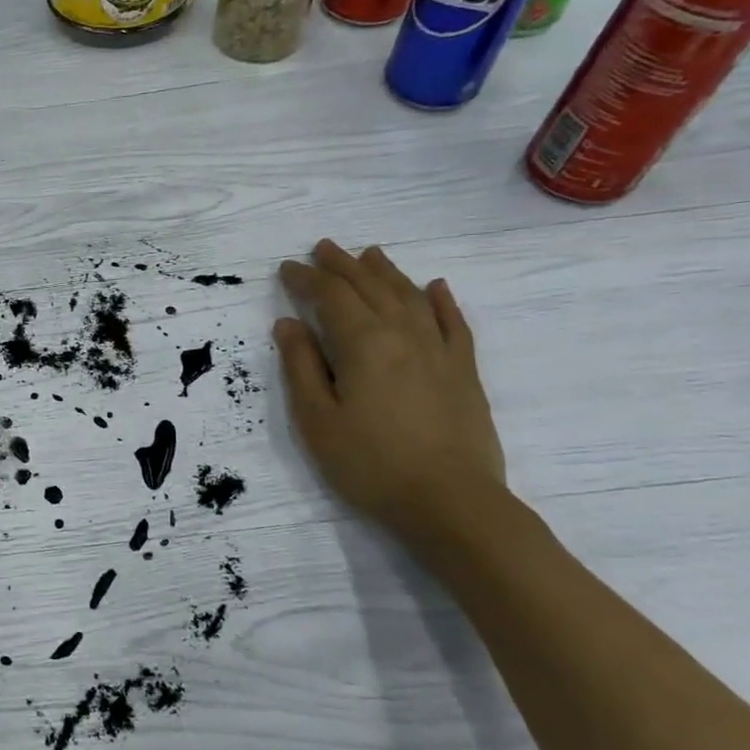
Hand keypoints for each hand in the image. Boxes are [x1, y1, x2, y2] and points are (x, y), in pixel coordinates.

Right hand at [273, 240, 504, 536]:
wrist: (450, 501)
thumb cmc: (370, 463)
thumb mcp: (316, 419)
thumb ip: (301, 366)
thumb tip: (288, 324)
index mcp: (363, 344)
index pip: (330, 296)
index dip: (306, 279)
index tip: (286, 268)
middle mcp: (403, 334)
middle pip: (370, 287)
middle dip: (342, 265)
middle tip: (322, 248)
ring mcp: (440, 350)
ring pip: (410, 296)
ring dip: (386, 272)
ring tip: (369, 254)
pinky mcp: (464, 371)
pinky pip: (453, 323)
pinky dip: (441, 300)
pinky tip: (435, 287)